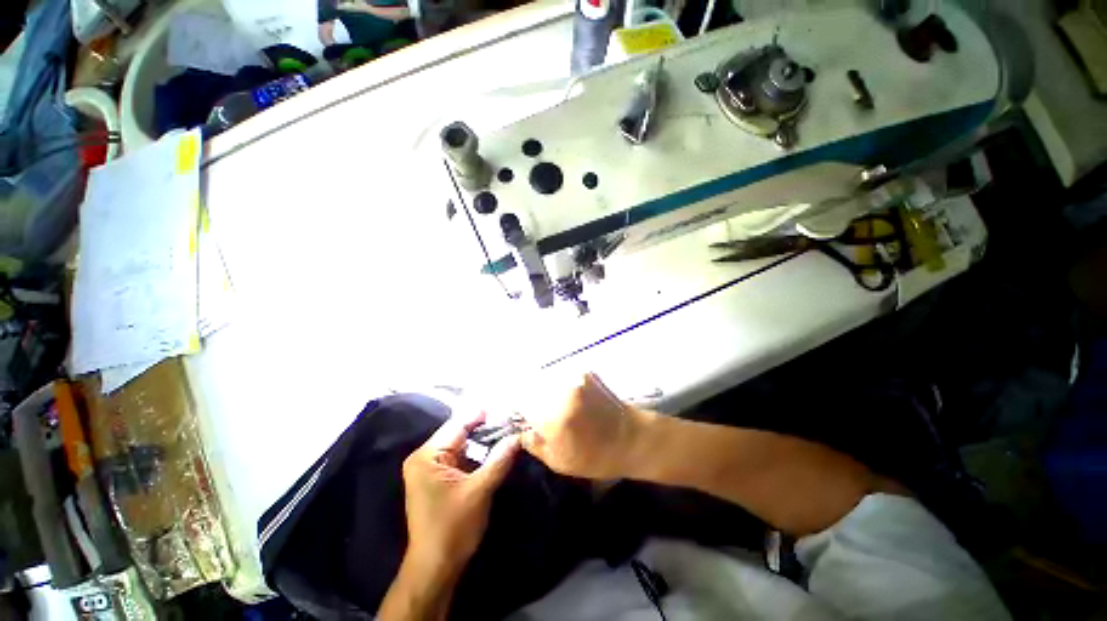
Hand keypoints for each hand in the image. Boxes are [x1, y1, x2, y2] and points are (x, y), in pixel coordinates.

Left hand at [402, 411, 519, 573]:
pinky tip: (493, 449)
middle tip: (510, 420)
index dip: (482, 415)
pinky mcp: (436, 479)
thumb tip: (518, 436)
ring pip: (461, 445)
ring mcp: (429, 469)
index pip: (458, 425)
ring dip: (481, 441)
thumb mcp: (480, 490)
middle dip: (484, 428)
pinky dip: (476, 454)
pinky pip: (459, 458)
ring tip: (506, 430)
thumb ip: (499, 459)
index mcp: (427, 456)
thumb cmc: (453, 528)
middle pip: (458, 433)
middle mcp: (424, 457)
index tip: (506, 408)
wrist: (435, 568)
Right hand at [521, 373, 648, 479]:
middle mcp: (561, 391)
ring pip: (547, 378)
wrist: (633, 437)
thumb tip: (520, 430)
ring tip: (557, 405)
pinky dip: (561, 384)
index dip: (518, 407)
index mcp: (553, 417)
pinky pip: (563, 375)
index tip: (522, 415)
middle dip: (532, 397)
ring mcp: (575, 378)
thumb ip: (534, 444)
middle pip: (532, 386)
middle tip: (541, 414)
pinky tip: (571, 397)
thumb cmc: (596, 456)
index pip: (520, 401)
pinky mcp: (585, 372)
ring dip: (545, 388)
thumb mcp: (560, 461)